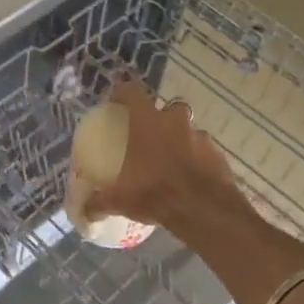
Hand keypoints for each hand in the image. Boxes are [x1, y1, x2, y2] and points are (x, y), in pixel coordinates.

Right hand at [84, 78, 246, 228]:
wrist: (205, 210)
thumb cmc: (156, 193)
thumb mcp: (120, 200)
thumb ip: (100, 202)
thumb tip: (85, 211)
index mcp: (148, 123)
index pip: (132, 92)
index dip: (122, 92)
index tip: (115, 101)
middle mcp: (176, 122)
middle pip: (168, 108)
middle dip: (160, 117)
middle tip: (149, 135)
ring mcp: (201, 137)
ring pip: (188, 130)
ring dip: (180, 139)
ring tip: (170, 160)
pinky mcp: (218, 155)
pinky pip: (203, 151)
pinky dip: (196, 159)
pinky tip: (188, 177)